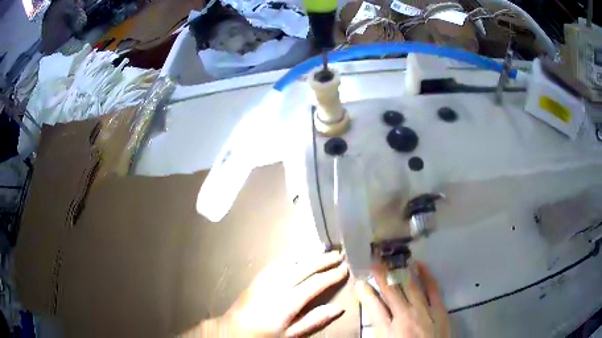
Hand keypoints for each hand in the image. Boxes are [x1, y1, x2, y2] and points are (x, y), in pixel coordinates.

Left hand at [182, 251, 348, 336]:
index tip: (345, 269)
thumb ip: (314, 320)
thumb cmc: (264, 335)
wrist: (234, 329)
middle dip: (324, 260)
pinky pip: (279, 260)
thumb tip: (339, 309)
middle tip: (339, 255)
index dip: (332, 275)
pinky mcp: (259, 276)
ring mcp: (267, 278)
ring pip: (292, 260)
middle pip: (305, 267)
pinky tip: (301, 253)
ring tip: (325, 249)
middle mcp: (278, 285)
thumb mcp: (291, 335)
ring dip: (310, 253)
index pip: (315, 284)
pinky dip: (294, 254)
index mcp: (287, 302)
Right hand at [355, 262, 449, 337]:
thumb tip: (373, 316)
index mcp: (387, 331)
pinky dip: (427, 275)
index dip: (365, 292)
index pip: (373, 307)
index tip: (360, 281)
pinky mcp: (439, 310)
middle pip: (390, 291)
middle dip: (381, 275)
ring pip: (410, 286)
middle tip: (374, 261)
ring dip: (400, 272)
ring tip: (392, 259)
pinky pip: (433, 289)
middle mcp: (404, 317)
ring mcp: (424, 311)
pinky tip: (420, 265)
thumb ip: (377, 331)